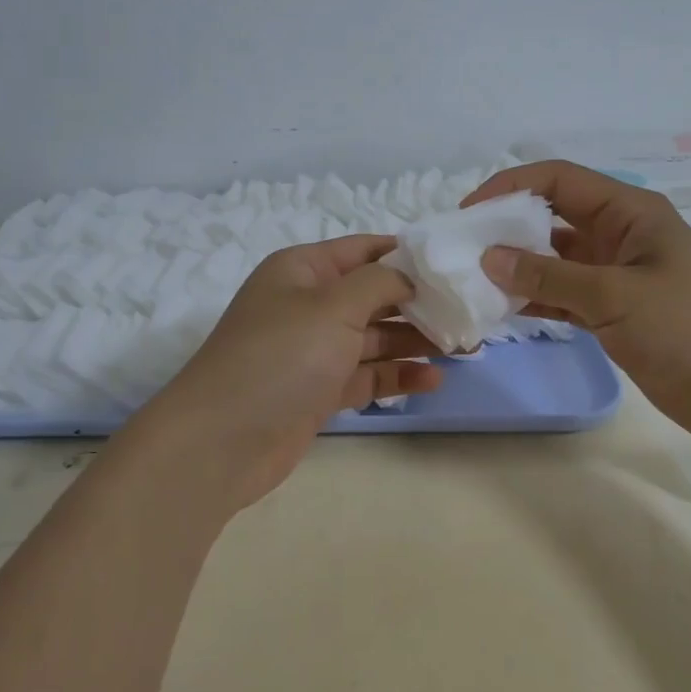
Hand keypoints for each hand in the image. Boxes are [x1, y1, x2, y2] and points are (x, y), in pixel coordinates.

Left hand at [139, 235, 443, 511]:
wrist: (222, 441)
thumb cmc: (280, 357)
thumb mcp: (332, 306)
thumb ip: (379, 283)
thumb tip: (409, 274)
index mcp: (303, 269)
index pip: (364, 250)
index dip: (408, 254)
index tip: (455, 265)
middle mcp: (308, 304)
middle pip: (373, 295)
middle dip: (419, 302)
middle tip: (468, 313)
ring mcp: (313, 350)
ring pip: (374, 337)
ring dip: (414, 340)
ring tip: (464, 347)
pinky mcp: (319, 390)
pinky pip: (366, 375)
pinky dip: (397, 375)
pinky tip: (432, 379)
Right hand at [467, 160, 690, 449]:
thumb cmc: (688, 329)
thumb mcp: (614, 295)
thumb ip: (548, 274)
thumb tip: (489, 256)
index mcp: (629, 212)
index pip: (559, 180)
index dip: (511, 187)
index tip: (469, 212)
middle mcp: (620, 235)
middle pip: (553, 216)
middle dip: (509, 227)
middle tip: (463, 248)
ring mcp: (617, 274)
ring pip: (555, 258)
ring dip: (519, 266)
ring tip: (474, 280)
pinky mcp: (615, 311)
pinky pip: (564, 293)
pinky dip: (536, 297)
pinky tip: (503, 307)